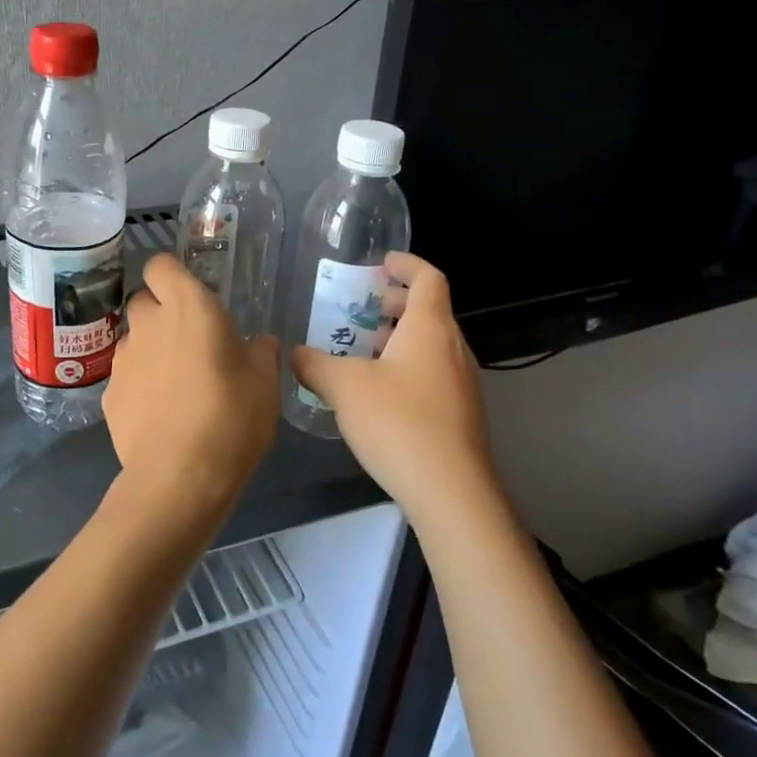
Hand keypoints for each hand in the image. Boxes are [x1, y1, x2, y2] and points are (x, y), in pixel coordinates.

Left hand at [104, 254, 280, 534]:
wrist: (178, 478)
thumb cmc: (231, 418)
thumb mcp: (265, 384)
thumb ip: (261, 353)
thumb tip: (260, 343)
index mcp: (189, 307)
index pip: (161, 265)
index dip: (172, 275)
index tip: (191, 295)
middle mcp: (149, 323)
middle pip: (144, 300)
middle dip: (161, 312)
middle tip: (188, 340)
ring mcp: (123, 358)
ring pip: (133, 338)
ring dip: (150, 349)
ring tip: (175, 382)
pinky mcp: (109, 393)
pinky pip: (126, 375)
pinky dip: (138, 384)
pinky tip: (158, 413)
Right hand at [292, 252, 500, 525]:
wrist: (452, 493)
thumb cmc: (399, 423)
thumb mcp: (345, 388)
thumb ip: (315, 364)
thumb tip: (293, 353)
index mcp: (430, 329)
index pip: (429, 278)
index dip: (406, 264)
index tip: (381, 263)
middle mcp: (453, 348)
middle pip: (430, 310)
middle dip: (396, 303)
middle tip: (362, 308)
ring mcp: (462, 383)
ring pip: (431, 345)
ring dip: (399, 338)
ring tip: (362, 350)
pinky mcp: (460, 414)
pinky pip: (433, 373)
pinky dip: (407, 366)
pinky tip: (378, 392)